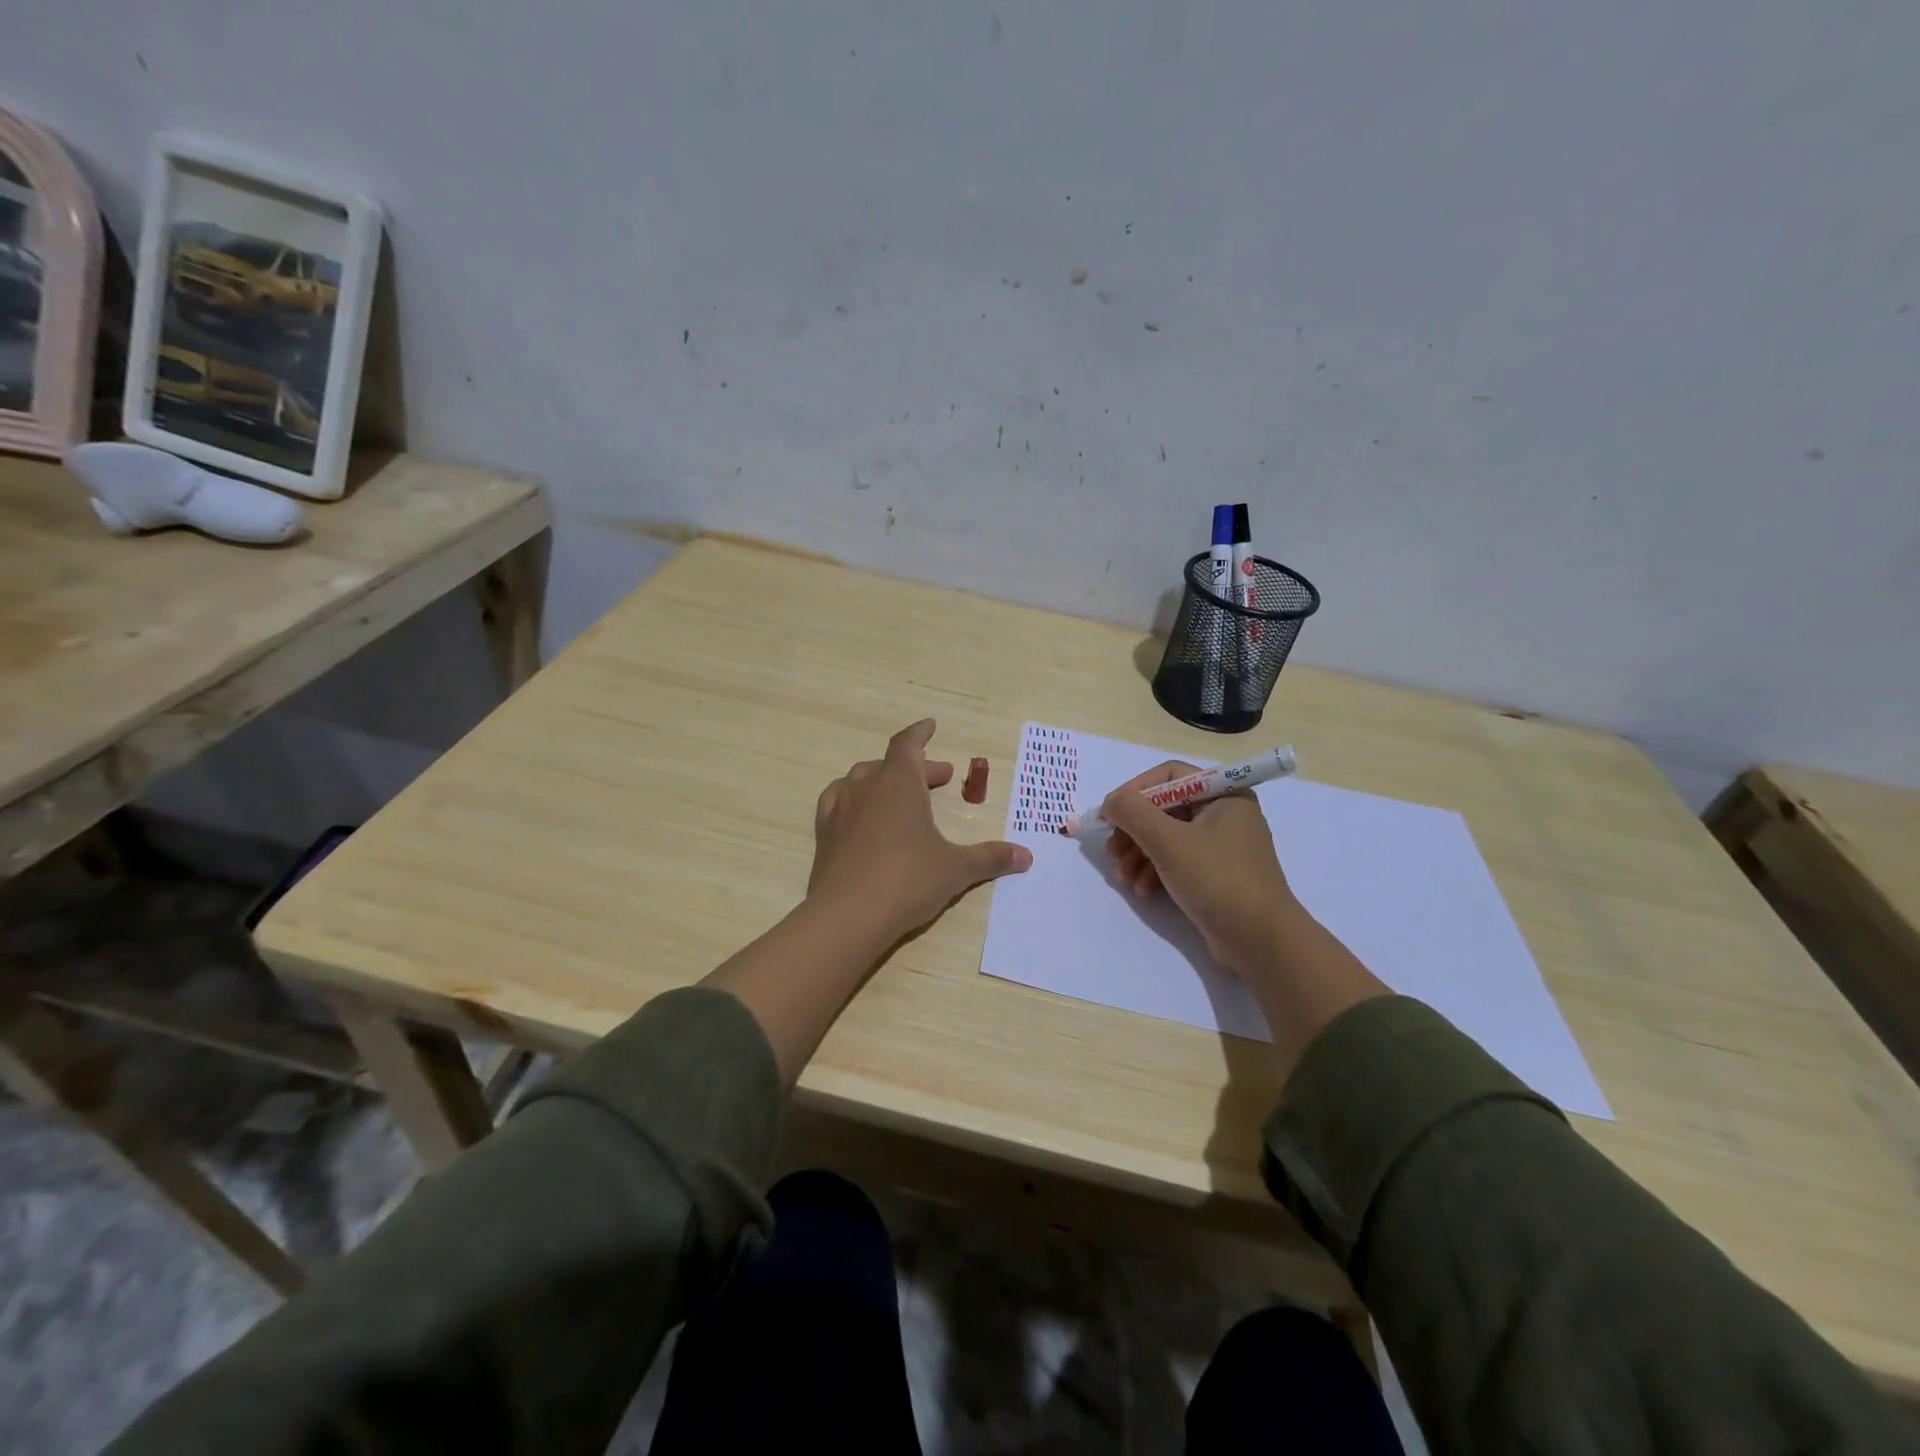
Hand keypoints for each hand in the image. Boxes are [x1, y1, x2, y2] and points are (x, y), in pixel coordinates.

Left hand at [809, 719, 1031, 942]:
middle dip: (917, 767)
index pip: (908, 744)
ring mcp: (840, 809)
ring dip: (883, 780)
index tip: (930, 726)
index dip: (920, 733)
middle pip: (890, 764)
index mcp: (899, 783)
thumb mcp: (956, 869)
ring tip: (901, 794)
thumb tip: (1026, 856)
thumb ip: (990, 858)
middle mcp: (866, 787)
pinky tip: (861, 815)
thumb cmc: (908, 881)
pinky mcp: (824, 834)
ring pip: (860, 779)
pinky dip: (854, 799)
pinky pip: (837, 801)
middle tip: (940, 778)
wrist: (847, 916)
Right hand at [1099, 760, 1303, 978]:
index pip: (1169, 776)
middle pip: (1164, 807)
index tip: (1110, 815)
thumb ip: (1133, 813)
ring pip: (1166, 836)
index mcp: (1224, 794)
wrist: (1261, 941)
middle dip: (1133, 830)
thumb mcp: (1169, 841)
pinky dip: (1155, 871)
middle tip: (1112, 851)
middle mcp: (1225, 813)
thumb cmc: (1218, 880)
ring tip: (1123, 878)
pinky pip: (1176, 860)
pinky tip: (1143, 890)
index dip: (1135, 791)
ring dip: (1139, 854)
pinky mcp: (1215, 874)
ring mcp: (1221, 845)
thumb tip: (1110, 802)